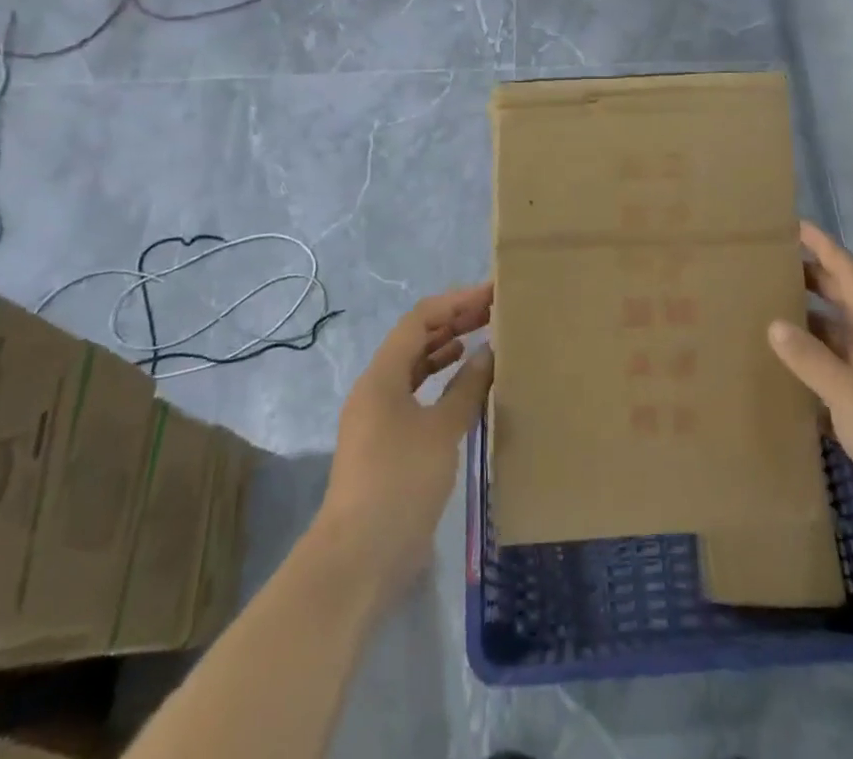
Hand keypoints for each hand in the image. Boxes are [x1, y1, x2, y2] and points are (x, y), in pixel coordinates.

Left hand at [317, 284, 494, 602]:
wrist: (359, 559)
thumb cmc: (399, 483)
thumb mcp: (440, 431)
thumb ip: (466, 389)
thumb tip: (488, 353)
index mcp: (382, 376)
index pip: (420, 320)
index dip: (456, 302)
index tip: (491, 294)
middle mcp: (377, 388)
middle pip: (416, 339)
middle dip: (453, 321)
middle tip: (493, 311)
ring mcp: (379, 417)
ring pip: (415, 367)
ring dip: (446, 349)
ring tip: (482, 338)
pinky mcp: (388, 444)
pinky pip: (417, 395)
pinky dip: (441, 382)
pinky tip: (465, 385)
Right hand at [767, 223, 852, 571]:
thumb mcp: (850, 392)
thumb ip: (810, 357)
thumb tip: (775, 324)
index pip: (852, 276)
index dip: (825, 249)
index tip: (796, 226)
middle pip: (847, 304)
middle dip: (814, 283)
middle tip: (772, 266)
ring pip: (841, 342)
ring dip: (811, 327)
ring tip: (768, 312)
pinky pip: (839, 379)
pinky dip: (814, 369)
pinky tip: (785, 371)